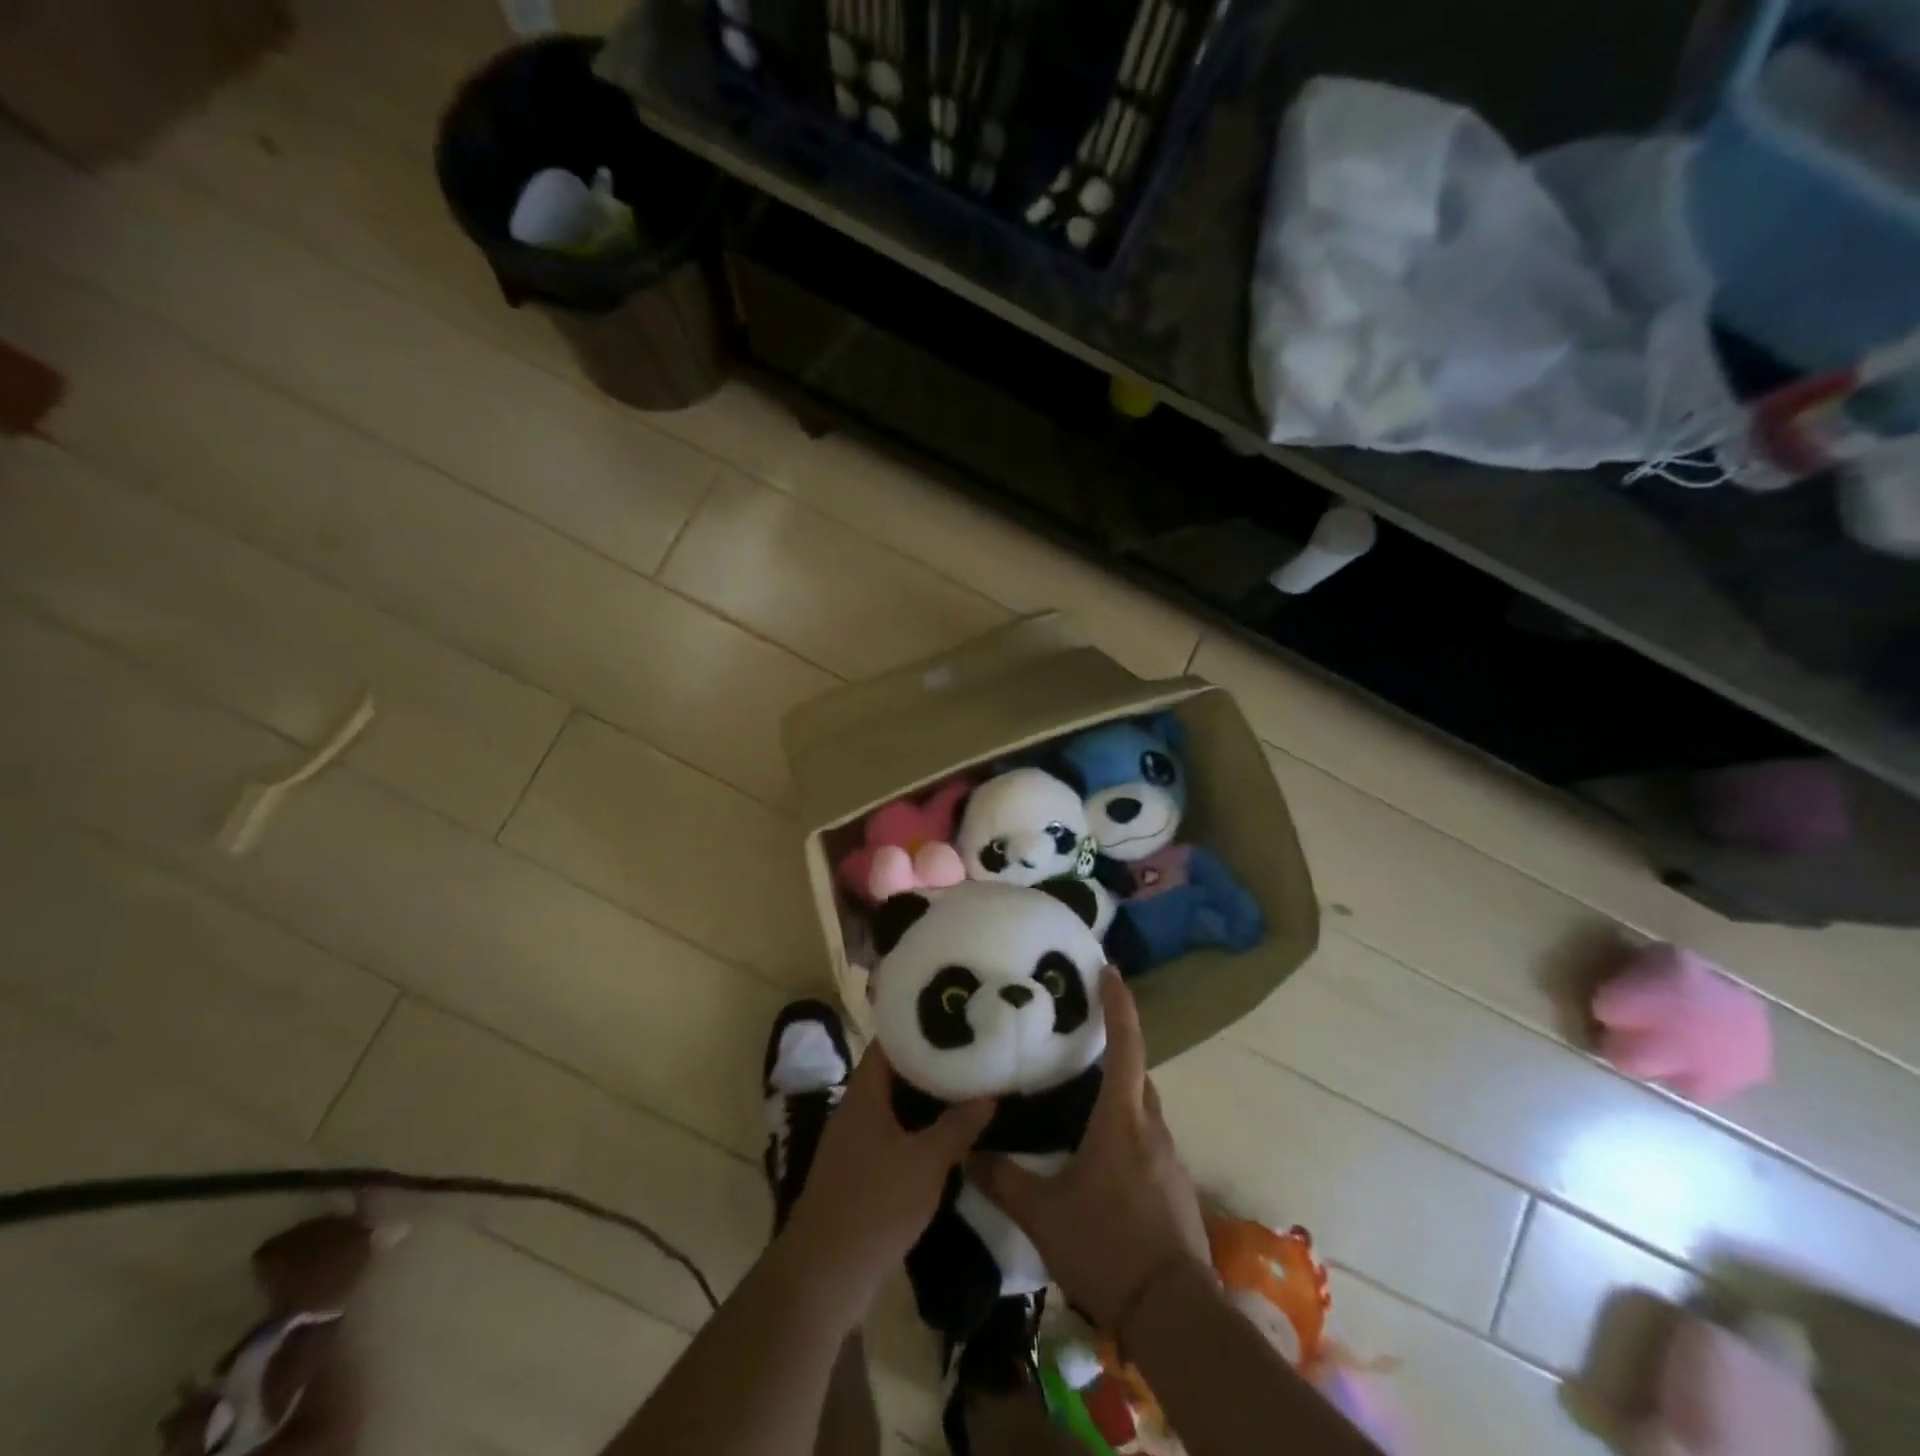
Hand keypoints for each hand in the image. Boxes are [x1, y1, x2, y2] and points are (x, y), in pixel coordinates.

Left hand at [781, 1045, 992, 1306]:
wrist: (825, 1275)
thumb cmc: (875, 1204)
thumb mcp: (927, 1162)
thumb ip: (958, 1125)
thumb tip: (989, 1095)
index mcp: (864, 1093)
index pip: (891, 1041)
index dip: (920, 1027)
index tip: (954, 1019)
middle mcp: (855, 1109)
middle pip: (894, 1072)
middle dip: (931, 1064)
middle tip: (971, 1055)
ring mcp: (854, 1141)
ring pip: (895, 1106)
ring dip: (927, 1100)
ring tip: (967, 1089)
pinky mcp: (858, 1171)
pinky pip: (892, 1134)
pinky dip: (918, 1129)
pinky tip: (947, 1137)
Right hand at [970, 969, 1209, 1331]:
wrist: (1173, 1312)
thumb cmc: (1107, 1245)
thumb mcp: (1043, 1214)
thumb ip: (1003, 1180)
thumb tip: (968, 1155)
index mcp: (1122, 1119)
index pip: (1125, 1045)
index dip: (1119, 1005)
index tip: (1110, 971)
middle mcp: (1151, 1128)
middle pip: (1136, 1074)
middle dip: (1115, 1051)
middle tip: (1081, 1041)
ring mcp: (1169, 1159)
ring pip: (1143, 1109)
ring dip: (1120, 1095)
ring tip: (1084, 1100)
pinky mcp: (1175, 1187)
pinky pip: (1149, 1140)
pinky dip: (1128, 1131)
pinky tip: (1103, 1158)